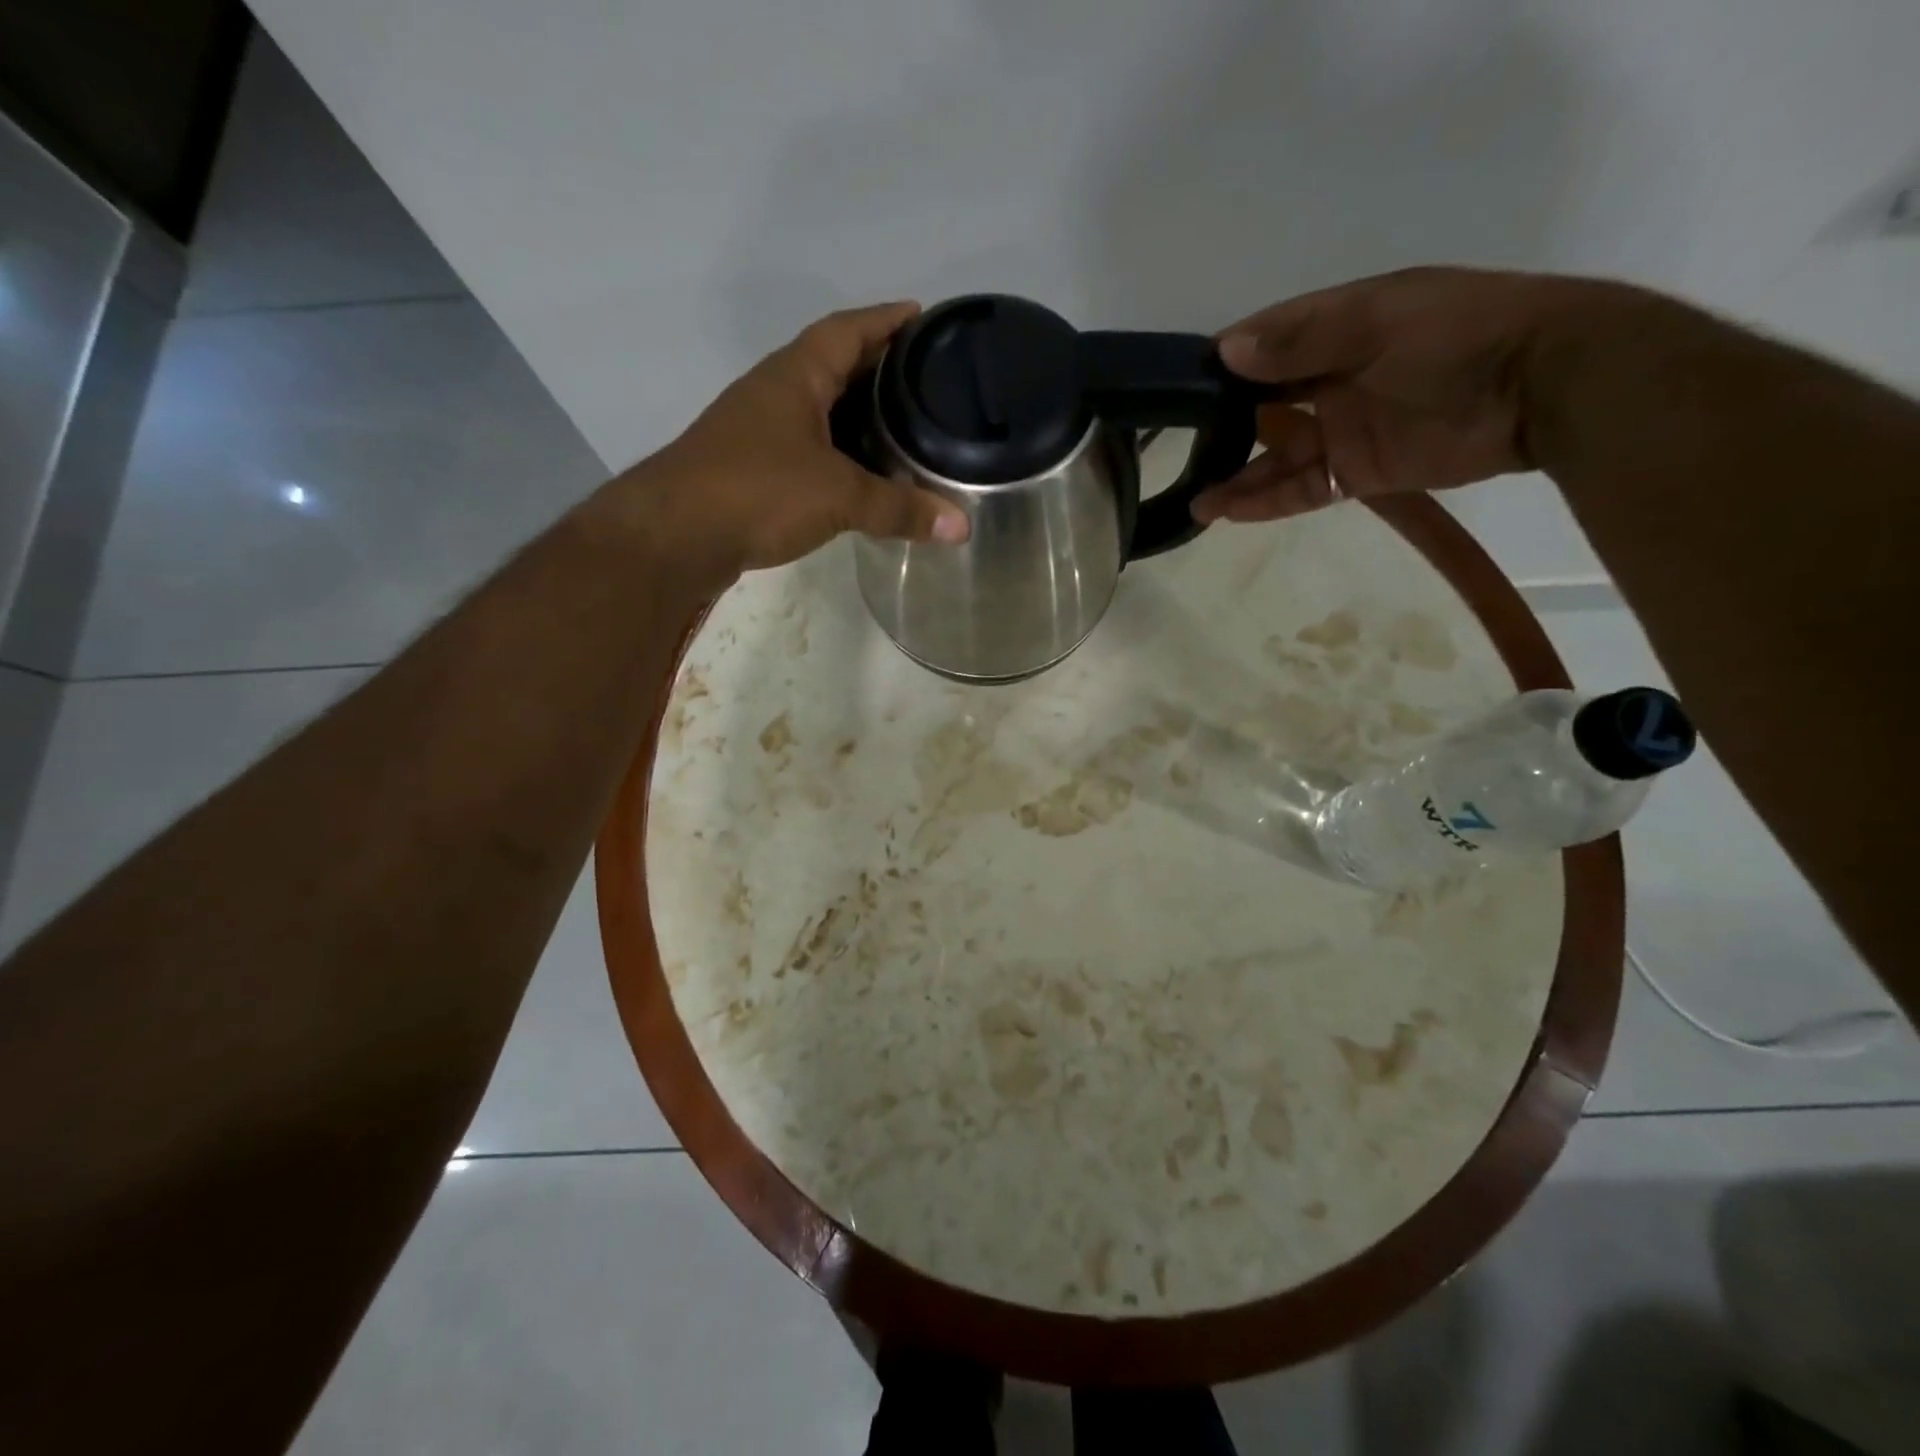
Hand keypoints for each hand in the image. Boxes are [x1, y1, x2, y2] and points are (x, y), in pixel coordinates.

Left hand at [636, 301, 968, 577]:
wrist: (674, 535)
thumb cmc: (757, 491)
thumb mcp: (838, 496)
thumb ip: (900, 509)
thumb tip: (963, 527)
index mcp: (796, 375)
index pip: (848, 329)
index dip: (887, 320)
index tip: (925, 318)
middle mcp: (775, 392)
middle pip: (835, 365)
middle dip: (879, 368)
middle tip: (927, 380)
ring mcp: (759, 430)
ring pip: (820, 409)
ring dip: (857, 414)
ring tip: (904, 427)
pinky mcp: (752, 468)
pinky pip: (808, 447)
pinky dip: (839, 453)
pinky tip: (861, 474)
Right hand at [1193, 268, 1593, 522]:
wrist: (1544, 388)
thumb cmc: (1461, 335)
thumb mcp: (1379, 321)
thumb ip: (1304, 338)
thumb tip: (1226, 350)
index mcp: (1335, 327)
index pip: (1263, 343)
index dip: (1221, 363)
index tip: (1177, 388)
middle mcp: (1330, 378)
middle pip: (1260, 403)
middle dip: (1219, 425)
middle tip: (1174, 449)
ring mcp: (1342, 429)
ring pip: (1275, 456)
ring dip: (1236, 475)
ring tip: (1195, 500)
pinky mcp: (1357, 472)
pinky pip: (1301, 489)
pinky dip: (1266, 501)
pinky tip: (1227, 511)